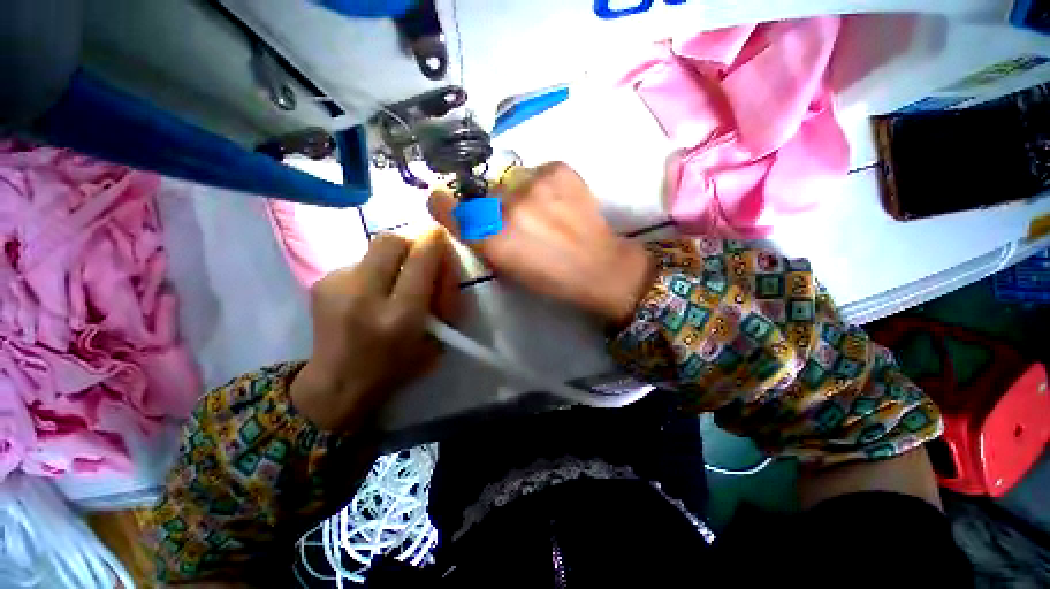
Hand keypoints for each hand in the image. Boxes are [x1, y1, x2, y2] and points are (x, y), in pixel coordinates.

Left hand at [290, 230, 459, 431]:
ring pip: (375, 249)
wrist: (336, 384)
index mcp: (400, 316)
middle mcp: (364, 295)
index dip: (434, 242)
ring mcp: (336, 286)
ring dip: (394, 259)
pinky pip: (360, 262)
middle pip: (391, 240)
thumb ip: (443, 300)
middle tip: (420, 258)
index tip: (441, 238)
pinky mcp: (321, 282)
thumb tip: (443, 262)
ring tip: (395, 283)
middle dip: (412, 242)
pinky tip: (373, 292)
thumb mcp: (436, 341)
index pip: (421, 260)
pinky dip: (375, 270)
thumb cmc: (396, 368)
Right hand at [428, 162, 653, 324]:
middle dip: (494, 205)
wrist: (600, 266)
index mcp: (494, 241)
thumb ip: (485, 242)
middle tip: (519, 219)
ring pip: (510, 178)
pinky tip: (558, 200)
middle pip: (484, 193)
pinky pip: (536, 170)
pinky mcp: (558, 169)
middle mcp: (508, 209)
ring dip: (518, 192)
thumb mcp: (508, 269)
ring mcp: (534, 185)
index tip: (441, 199)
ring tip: (543, 208)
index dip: (442, 203)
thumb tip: (472, 219)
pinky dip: (541, 184)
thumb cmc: (552, 279)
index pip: (450, 210)